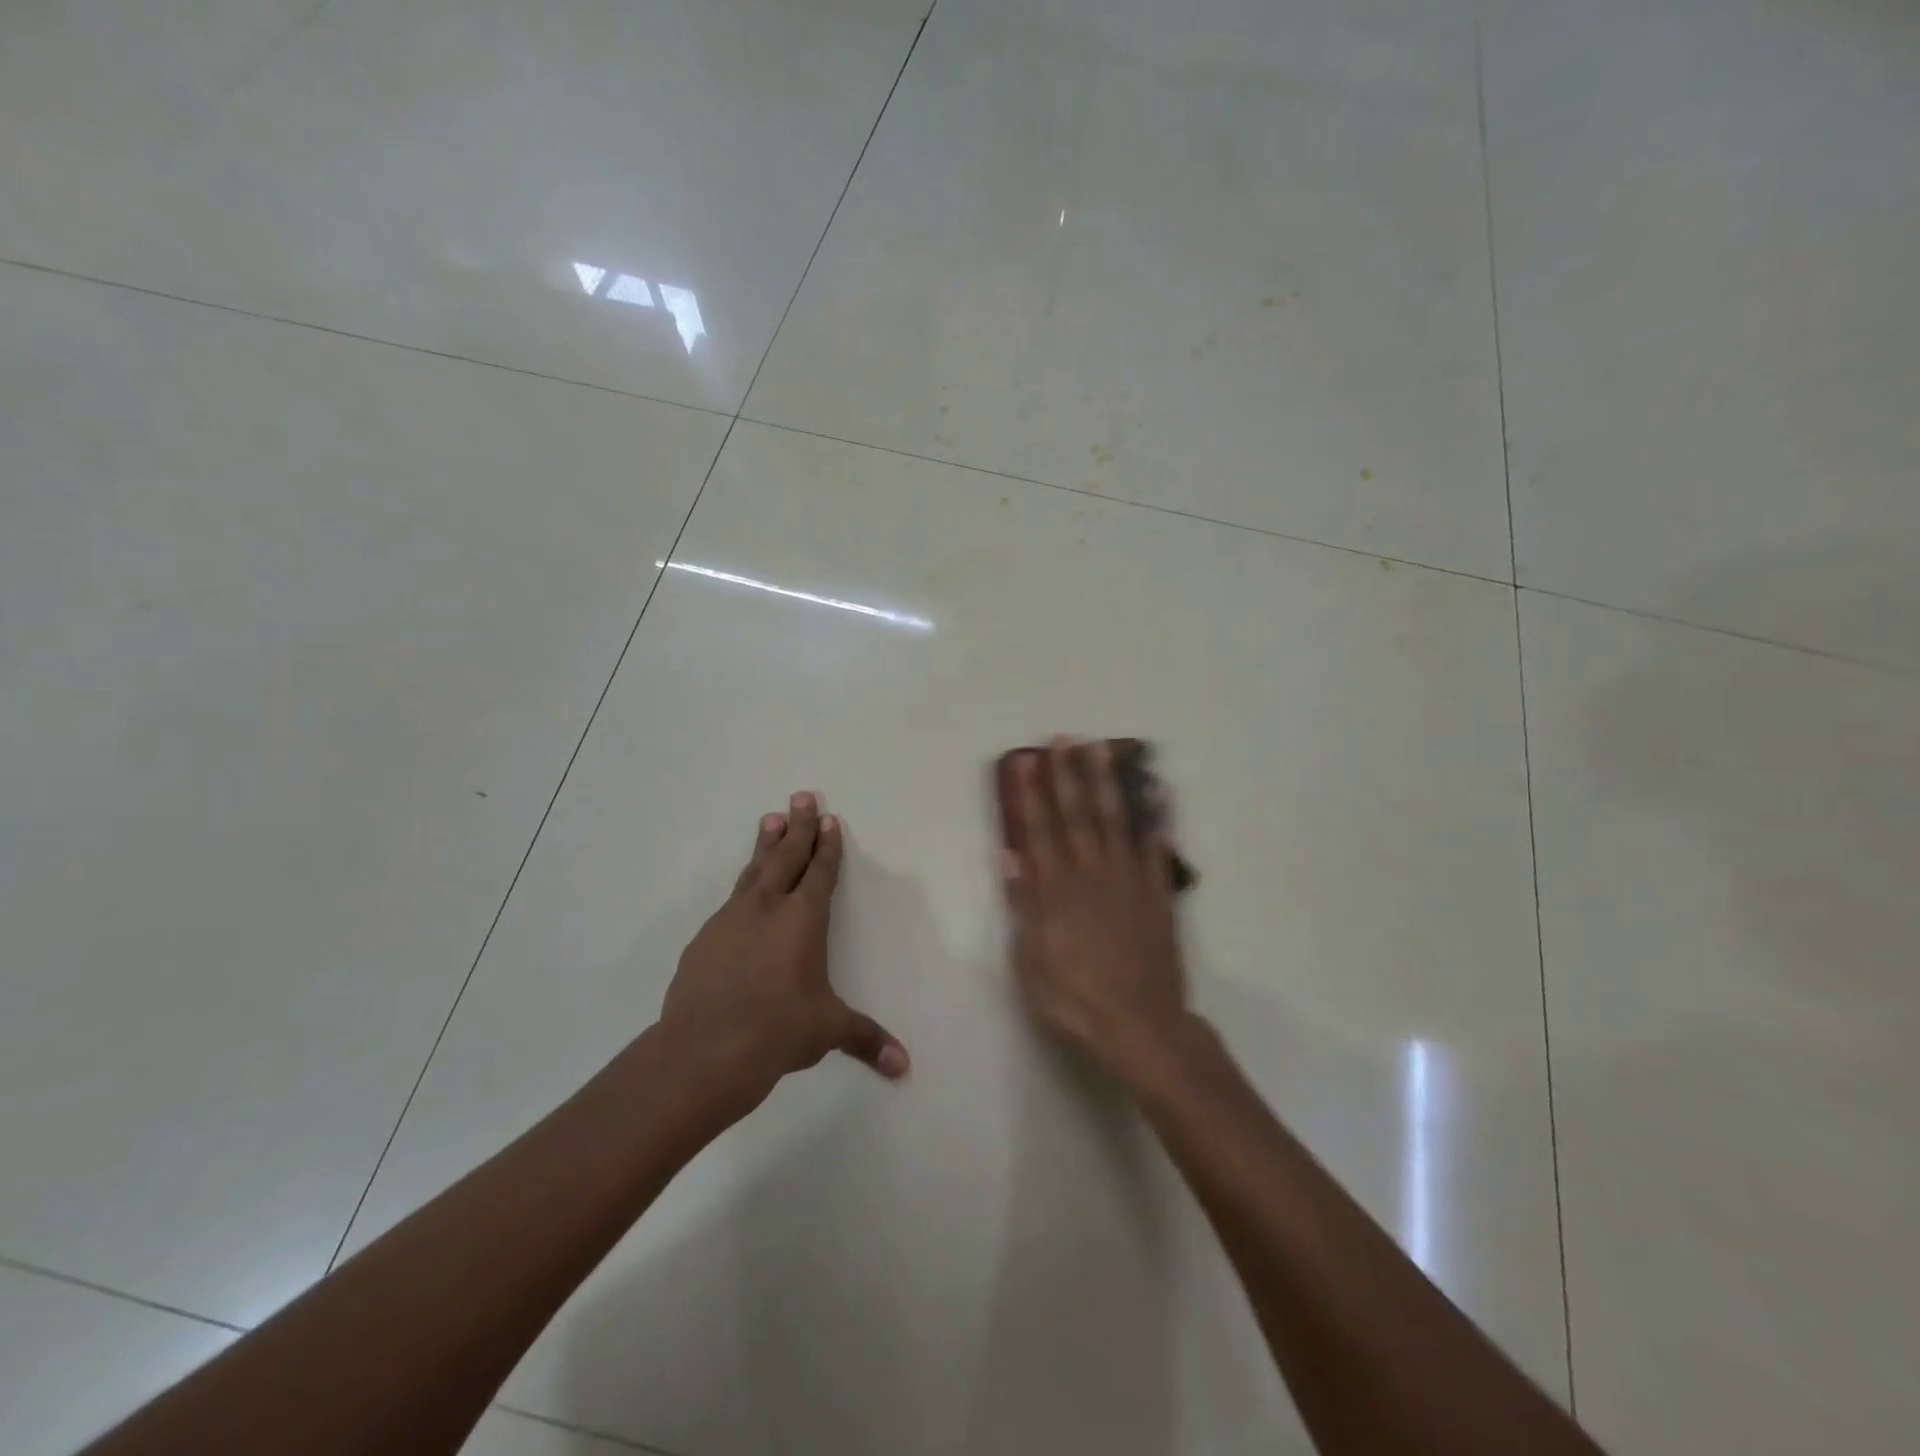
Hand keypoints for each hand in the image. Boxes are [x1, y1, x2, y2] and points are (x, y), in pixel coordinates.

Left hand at [659, 793, 908, 1112]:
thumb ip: (866, 1039)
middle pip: (787, 856)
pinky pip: (731, 899)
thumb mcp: (827, 1031)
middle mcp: (767, 908)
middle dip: (797, 826)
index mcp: (803, 920)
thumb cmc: (777, 1032)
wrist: (703, 1051)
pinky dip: (743, 883)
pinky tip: (743, 888)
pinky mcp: (704, 938)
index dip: (827, 846)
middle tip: (801, 795)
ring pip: (754, 870)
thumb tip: (904, 1066)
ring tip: (770, 818)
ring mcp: (731, 919)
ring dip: (766, 843)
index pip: (820, 872)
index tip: (828, 818)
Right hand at [1001, 738, 1190, 1078]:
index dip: (1032, 794)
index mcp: (1058, 890)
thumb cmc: (1075, 998)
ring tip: (1106, 748)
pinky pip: (1158, 848)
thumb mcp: (1032, 960)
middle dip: (1069, 774)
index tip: (1026, 760)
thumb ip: (1024, 904)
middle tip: (1066, 738)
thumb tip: (1010, 856)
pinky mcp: (1158, 894)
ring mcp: (1130, 881)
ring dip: (1110, 782)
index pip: (1040, 831)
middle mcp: (1093, 874)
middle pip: (1079, 815)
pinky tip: (1160, 792)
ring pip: (1118, 821)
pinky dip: (1159, 819)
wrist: (1141, 1026)